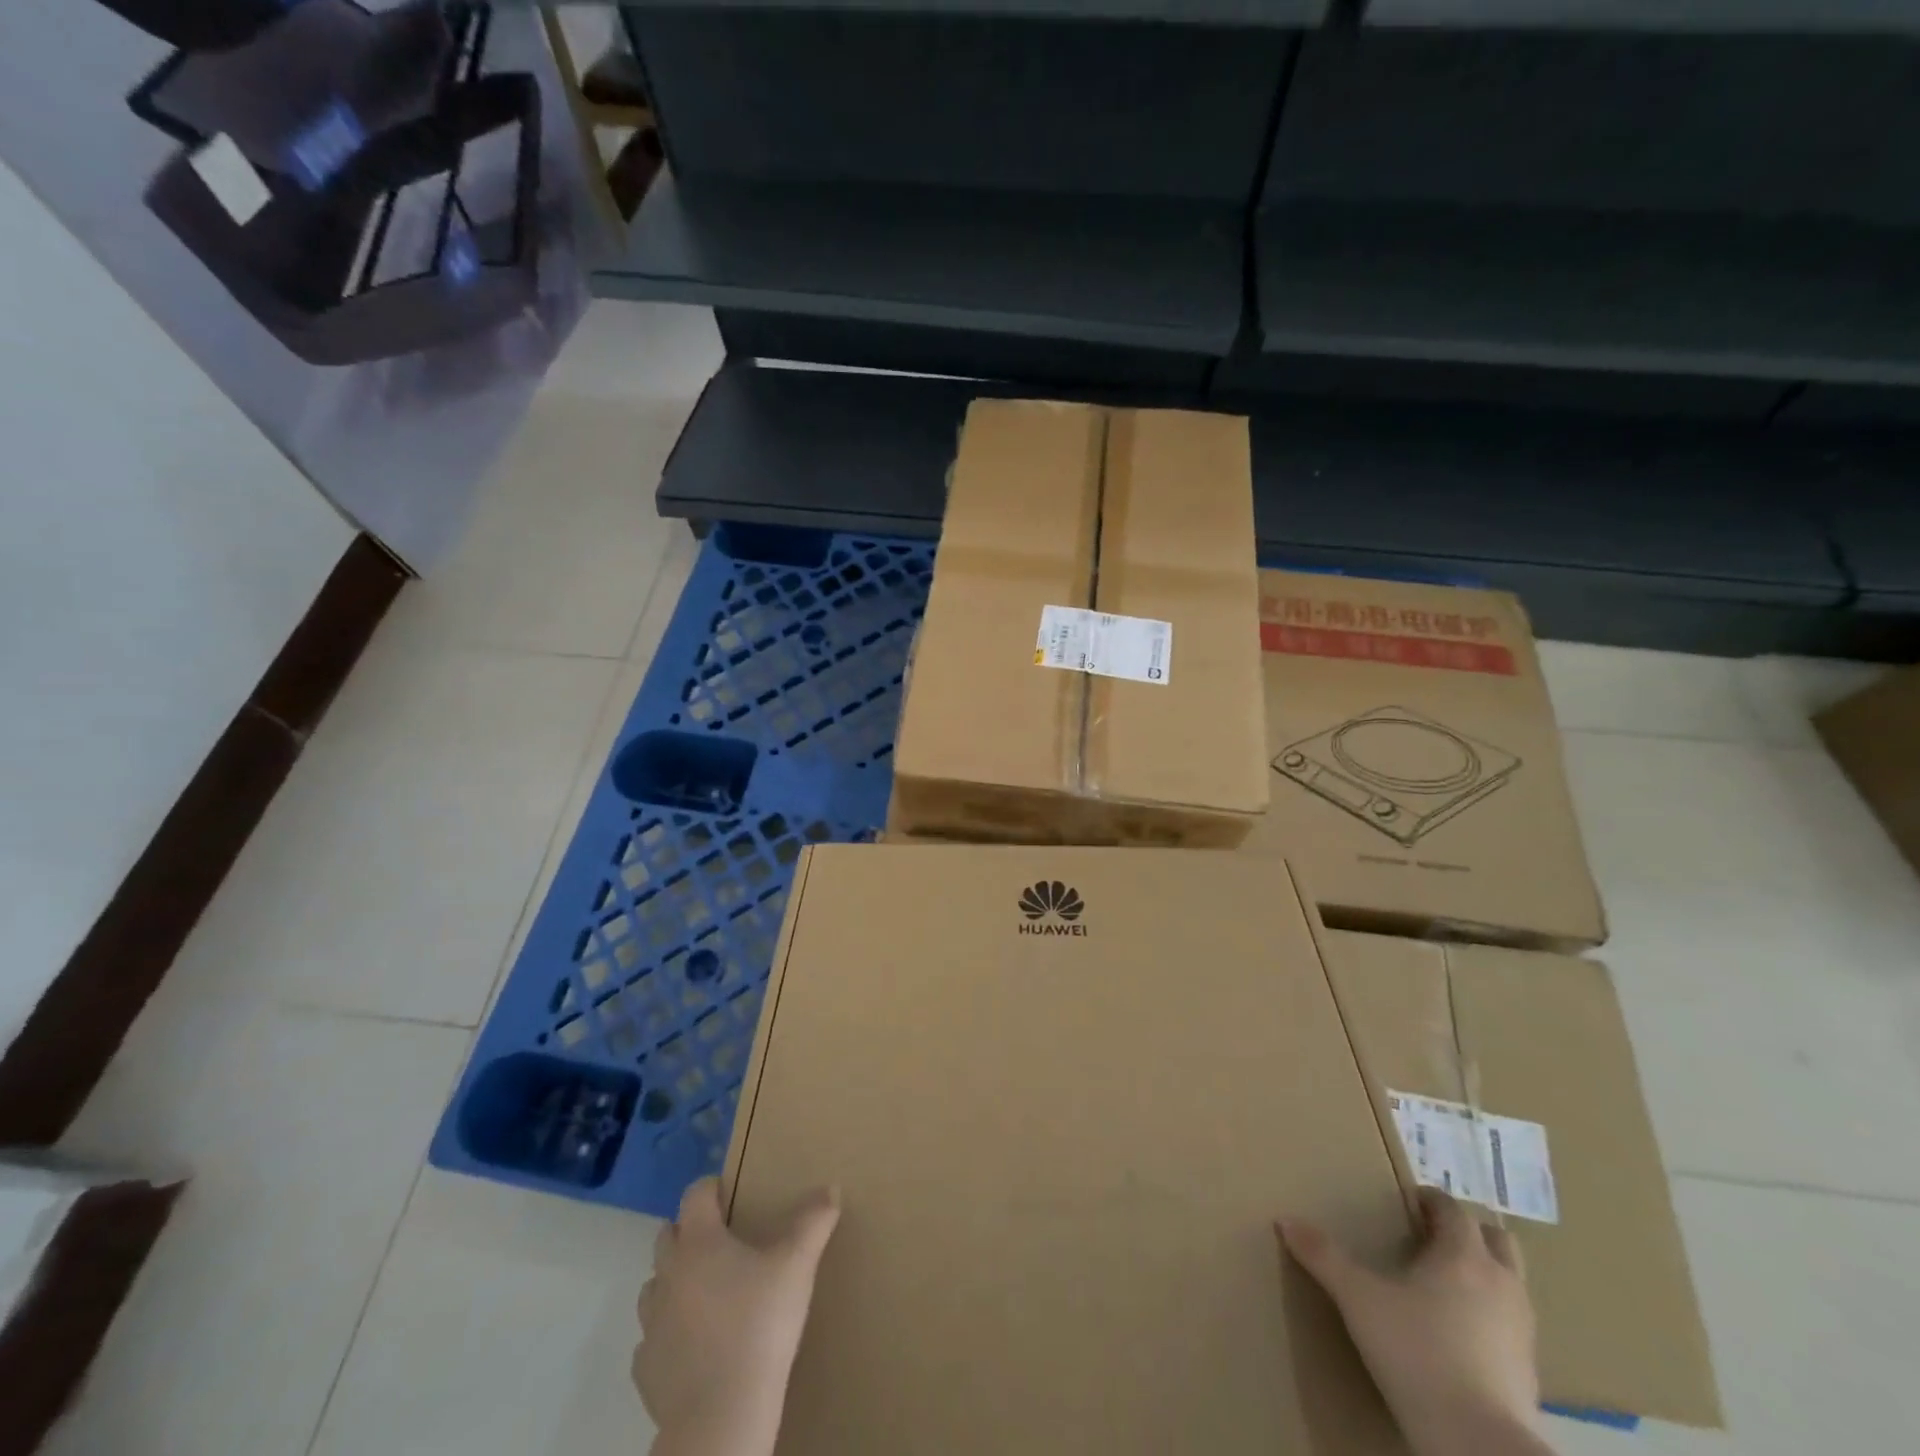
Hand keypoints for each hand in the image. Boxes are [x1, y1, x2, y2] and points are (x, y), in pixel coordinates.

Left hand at [633, 1177, 840, 1455]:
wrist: (722, 1414)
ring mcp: (652, 1323)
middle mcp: (669, 1274)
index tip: (730, 1193)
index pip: (695, 1195)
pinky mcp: (646, 1368)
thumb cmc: (760, 1325)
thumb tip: (830, 1188)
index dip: (711, 1188)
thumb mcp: (797, 1265)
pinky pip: (651, 1339)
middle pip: (667, 1236)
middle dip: (689, 1232)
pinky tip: (694, 1344)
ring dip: (674, 1281)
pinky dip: (668, 1332)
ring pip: (654, 1286)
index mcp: (700, 1242)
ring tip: (706, 1293)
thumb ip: (813, 1221)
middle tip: (722, 1243)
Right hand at [1279, 1190, 1545, 1455]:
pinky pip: (1512, 1325)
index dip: (1431, 1200)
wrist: (1478, 1444)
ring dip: (1484, 1273)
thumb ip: (1323, 1256)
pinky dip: (1490, 1316)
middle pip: (1497, 1239)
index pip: (1453, 1209)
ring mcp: (1522, 1330)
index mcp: (1463, 1255)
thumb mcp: (1358, 1298)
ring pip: (1511, 1282)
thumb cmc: (1417, 1352)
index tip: (1407, 1203)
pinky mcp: (1529, 1372)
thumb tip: (1285, 1220)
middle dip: (1468, 1231)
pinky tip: (1460, 1334)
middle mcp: (1501, 1283)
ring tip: (1444, 1284)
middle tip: (1432, 1236)